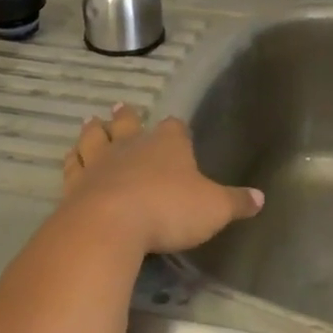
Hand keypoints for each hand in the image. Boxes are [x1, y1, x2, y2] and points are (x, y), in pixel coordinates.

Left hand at [59, 104, 262, 254]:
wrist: (110, 224)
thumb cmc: (168, 210)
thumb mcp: (214, 209)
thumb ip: (235, 202)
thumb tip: (260, 198)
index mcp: (168, 145)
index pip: (174, 128)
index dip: (176, 129)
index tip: (176, 129)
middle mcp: (132, 146)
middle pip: (128, 123)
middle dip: (128, 117)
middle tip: (122, 107)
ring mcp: (99, 162)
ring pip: (95, 137)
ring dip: (94, 130)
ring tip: (92, 121)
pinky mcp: (74, 184)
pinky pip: (72, 166)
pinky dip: (72, 159)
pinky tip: (71, 158)